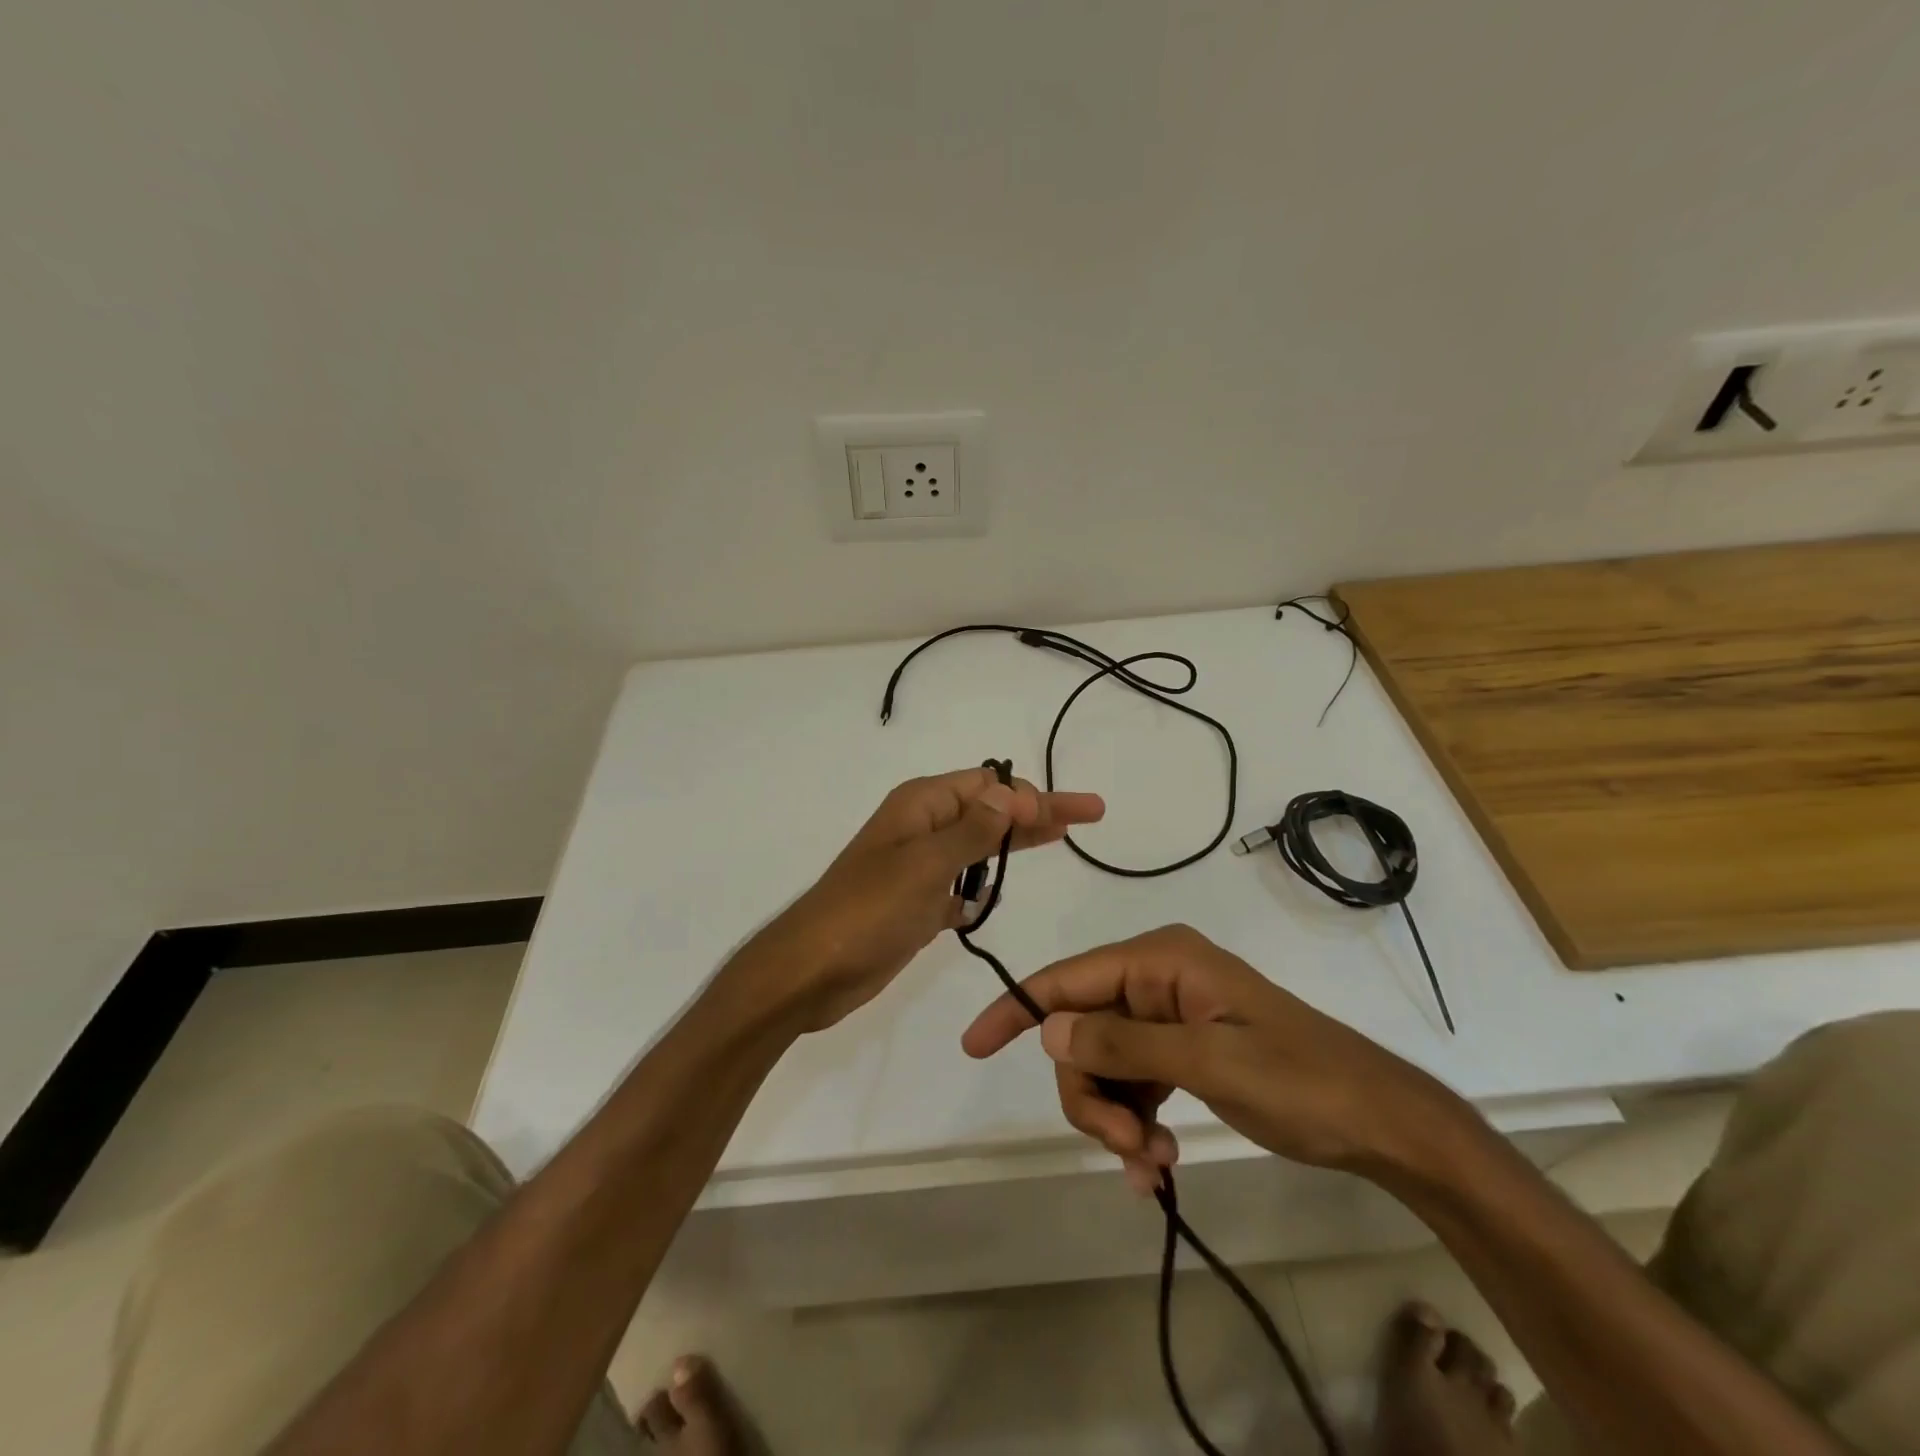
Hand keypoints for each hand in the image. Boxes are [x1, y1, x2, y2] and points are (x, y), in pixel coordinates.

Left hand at [734, 767, 1104, 1032]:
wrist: (809, 972)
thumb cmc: (866, 912)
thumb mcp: (923, 865)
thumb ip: (972, 831)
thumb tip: (1011, 793)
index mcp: (921, 805)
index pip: (988, 785)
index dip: (1031, 795)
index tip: (1070, 817)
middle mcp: (922, 828)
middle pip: (991, 811)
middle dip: (1037, 811)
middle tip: (1089, 813)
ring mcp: (918, 867)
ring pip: (978, 847)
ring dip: (1012, 844)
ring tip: (1057, 840)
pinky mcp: (916, 905)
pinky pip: (959, 886)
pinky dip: (980, 888)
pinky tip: (995, 897)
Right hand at [960, 924, 1460, 1189]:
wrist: (1381, 1122)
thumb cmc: (1302, 1081)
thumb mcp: (1209, 1062)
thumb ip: (1125, 1042)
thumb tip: (1048, 1027)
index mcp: (1161, 961)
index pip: (1068, 978)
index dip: (1018, 1009)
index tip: (973, 1047)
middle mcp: (1157, 979)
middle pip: (1082, 1031)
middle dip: (1091, 1093)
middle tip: (1126, 1150)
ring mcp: (1168, 1017)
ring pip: (1103, 1064)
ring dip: (1115, 1119)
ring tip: (1152, 1166)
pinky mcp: (1182, 1051)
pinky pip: (1133, 1085)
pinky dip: (1134, 1125)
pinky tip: (1157, 1167)